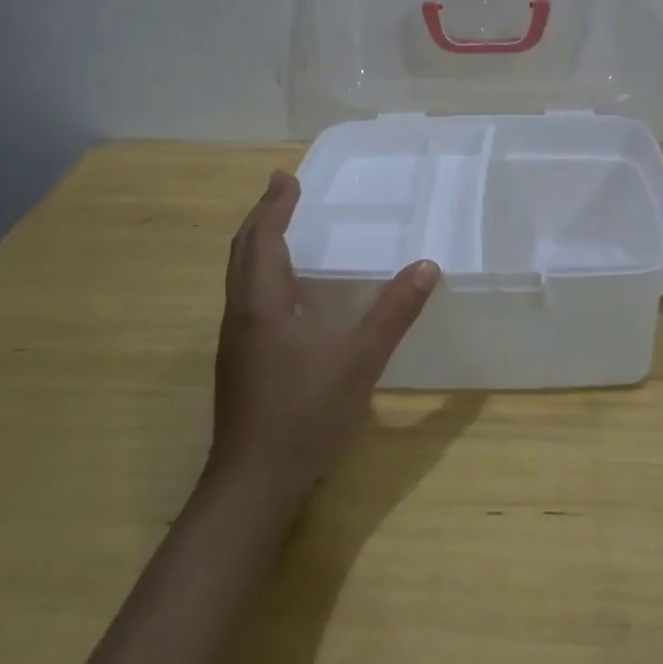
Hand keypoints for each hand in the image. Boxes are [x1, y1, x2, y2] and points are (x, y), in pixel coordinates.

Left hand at [209, 170, 439, 505]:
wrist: (253, 486)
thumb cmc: (304, 414)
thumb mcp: (360, 360)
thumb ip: (394, 312)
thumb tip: (426, 266)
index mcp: (262, 304)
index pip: (263, 238)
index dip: (275, 205)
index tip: (287, 177)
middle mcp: (241, 315)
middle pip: (243, 253)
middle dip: (262, 218)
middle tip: (282, 191)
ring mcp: (236, 343)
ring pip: (241, 278)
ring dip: (259, 246)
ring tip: (283, 231)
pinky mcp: (240, 365)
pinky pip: (248, 301)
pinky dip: (264, 276)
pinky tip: (290, 296)